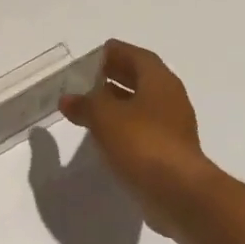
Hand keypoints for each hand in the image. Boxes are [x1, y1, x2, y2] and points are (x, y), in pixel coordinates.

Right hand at [59, 40, 219, 237]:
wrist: (177, 191)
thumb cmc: (142, 143)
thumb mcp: (105, 118)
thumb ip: (85, 104)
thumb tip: (67, 98)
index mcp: (160, 82)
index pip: (138, 56)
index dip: (118, 52)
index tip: (97, 53)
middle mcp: (170, 99)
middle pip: (142, 79)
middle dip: (117, 75)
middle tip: (90, 77)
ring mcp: (172, 127)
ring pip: (142, 105)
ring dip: (119, 102)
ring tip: (92, 105)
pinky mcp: (168, 151)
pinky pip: (143, 129)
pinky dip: (124, 125)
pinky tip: (105, 134)